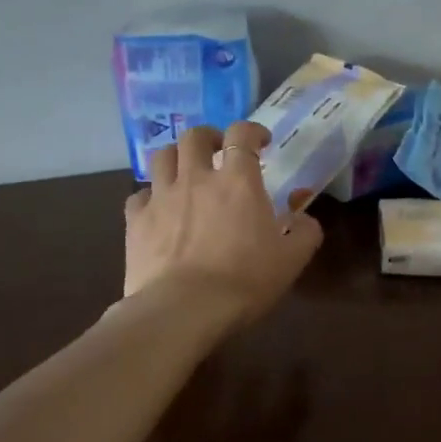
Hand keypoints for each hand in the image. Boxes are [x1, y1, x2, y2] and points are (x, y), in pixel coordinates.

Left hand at [124, 121, 322, 327]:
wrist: (183, 310)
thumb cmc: (244, 281)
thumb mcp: (291, 260)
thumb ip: (304, 232)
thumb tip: (304, 218)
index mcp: (237, 181)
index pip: (241, 134)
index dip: (252, 131)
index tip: (261, 142)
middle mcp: (196, 178)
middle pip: (194, 136)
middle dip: (209, 137)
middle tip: (219, 151)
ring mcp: (161, 197)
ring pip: (162, 156)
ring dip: (176, 157)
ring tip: (185, 172)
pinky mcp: (136, 221)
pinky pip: (139, 195)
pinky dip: (150, 196)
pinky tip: (158, 209)